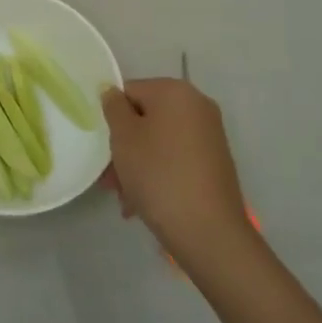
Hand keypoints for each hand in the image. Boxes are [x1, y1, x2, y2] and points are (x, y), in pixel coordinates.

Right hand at [101, 79, 248, 266]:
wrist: (209, 231)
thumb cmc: (159, 174)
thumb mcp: (123, 137)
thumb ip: (113, 107)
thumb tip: (113, 93)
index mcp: (175, 91)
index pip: (130, 91)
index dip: (113, 119)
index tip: (105, 149)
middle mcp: (197, 105)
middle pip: (146, 118)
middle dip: (125, 147)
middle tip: (111, 179)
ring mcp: (210, 135)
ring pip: (160, 141)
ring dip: (138, 164)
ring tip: (126, 200)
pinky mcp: (216, 162)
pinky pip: (177, 158)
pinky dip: (160, 173)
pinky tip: (145, 203)